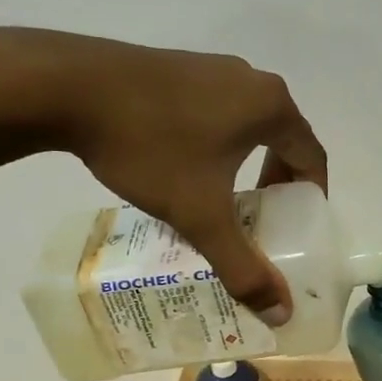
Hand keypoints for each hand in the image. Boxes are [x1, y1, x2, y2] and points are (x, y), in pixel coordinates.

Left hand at [0, 28, 327, 321]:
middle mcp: (251, 80)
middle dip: (278, 182)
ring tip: (223, 197)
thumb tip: (280, 314)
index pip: (313, 156)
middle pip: (283, 138)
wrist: (68, 87)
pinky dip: (218, 142)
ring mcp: (212, 67)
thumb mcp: (200, 214)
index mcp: (271, 106)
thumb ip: (242, 266)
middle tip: (263, 218)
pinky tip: (184, 167)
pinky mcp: (178, 67)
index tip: (301, 227)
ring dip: (247, 162)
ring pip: (248, 124)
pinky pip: (216, 110)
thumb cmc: (151, 146)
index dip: (313, 196)